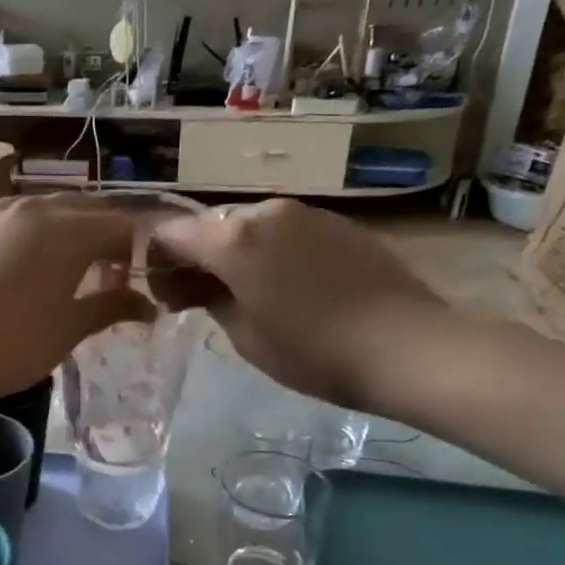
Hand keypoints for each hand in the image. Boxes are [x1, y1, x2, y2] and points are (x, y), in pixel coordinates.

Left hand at [0, 186, 154, 404]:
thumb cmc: (12, 345)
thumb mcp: (69, 330)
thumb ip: (110, 308)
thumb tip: (147, 305)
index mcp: (70, 232)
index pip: (118, 226)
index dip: (131, 251)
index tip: (127, 281)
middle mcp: (32, 208)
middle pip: (80, 208)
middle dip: (98, 235)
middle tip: (98, 274)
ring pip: (34, 201)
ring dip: (55, 223)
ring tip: (54, 258)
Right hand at [148, 199, 446, 406]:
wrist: (407, 346)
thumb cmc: (314, 352)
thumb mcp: (245, 336)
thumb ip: (210, 299)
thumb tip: (199, 285)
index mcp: (233, 239)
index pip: (171, 234)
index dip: (157, 263)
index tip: (166, 297)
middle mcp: (265, 212)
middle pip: (209, 226)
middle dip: (195, 258)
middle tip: (199, 299)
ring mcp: (305, 213)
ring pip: (248, 225)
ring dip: (234, 253)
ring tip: (246, 293)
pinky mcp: (337, 222)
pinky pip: (285, 230)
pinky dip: (270, 251)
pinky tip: (287, 285)